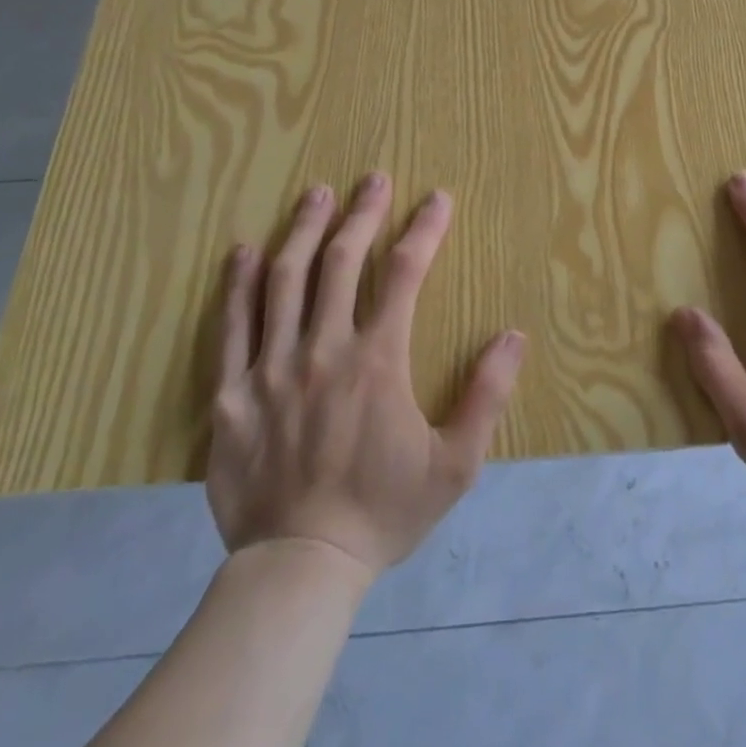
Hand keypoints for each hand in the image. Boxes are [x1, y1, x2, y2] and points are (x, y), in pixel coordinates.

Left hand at [206, 174, 526, 576]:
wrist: (299, 568)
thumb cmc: (383, 512)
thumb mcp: (455, 465)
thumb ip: (487, 396)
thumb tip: (514, 336)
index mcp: (378, 361)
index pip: (404, 274)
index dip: (424, 229)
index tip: (437, 199)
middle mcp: (323, 350)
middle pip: (341, 262)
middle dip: (362, 213)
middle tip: (374, 178)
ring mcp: (271, 368)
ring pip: (285, 280)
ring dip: (304, 230)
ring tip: (317, 194)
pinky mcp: (231, 394)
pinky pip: (231, 325)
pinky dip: (238, 283)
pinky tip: (245, 250)